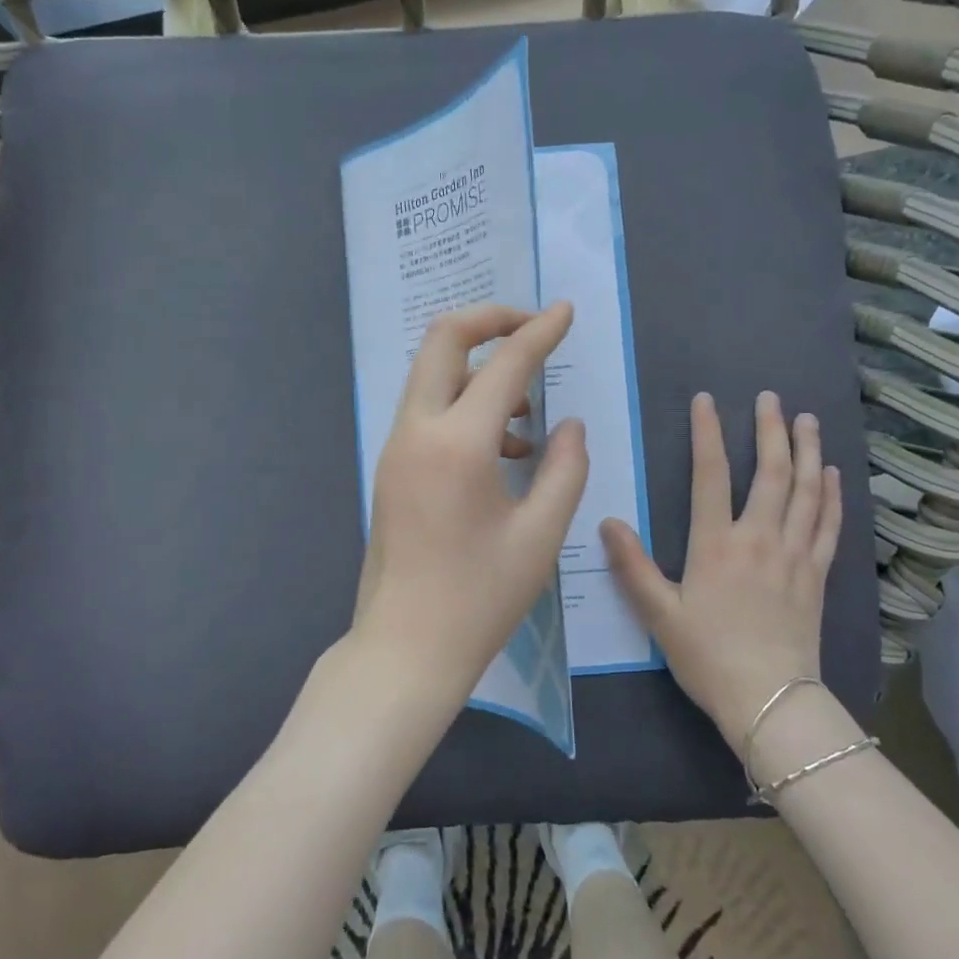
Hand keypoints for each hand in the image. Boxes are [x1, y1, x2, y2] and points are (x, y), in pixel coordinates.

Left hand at [349, 302, 588, 717]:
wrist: (405, 648)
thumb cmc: (479, 598)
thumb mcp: (540, 535)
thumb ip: (565, 468)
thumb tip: (567, 424)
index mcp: (457, 443)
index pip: (505, 364)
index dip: (540, 331)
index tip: (566, 311)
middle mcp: (417, 431)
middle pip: (443, 340)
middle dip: (490, 321)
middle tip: (533, 330)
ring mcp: (397, 448)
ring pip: (432, 375)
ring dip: (479, 370)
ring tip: (527, 414)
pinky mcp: (392, 468)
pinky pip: (428, 411)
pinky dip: (465, 407)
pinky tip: (504, 451)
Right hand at [601, 391, 842, 753]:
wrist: (770, 700)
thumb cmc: (707, 656)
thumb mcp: (658, 614)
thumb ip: (632, 566)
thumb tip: (607, 522)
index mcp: (716, 544)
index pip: (711, 474)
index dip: (708, 433)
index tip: (707, 401)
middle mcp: (759, 538)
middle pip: (771, 472)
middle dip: (771, 429)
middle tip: (771, 398)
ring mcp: (794, 554)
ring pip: (806, 491)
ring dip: (808, 451)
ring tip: (808, 420)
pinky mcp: (818, 574)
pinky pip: (829, 525)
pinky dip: (832, 496)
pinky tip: (834, 475)